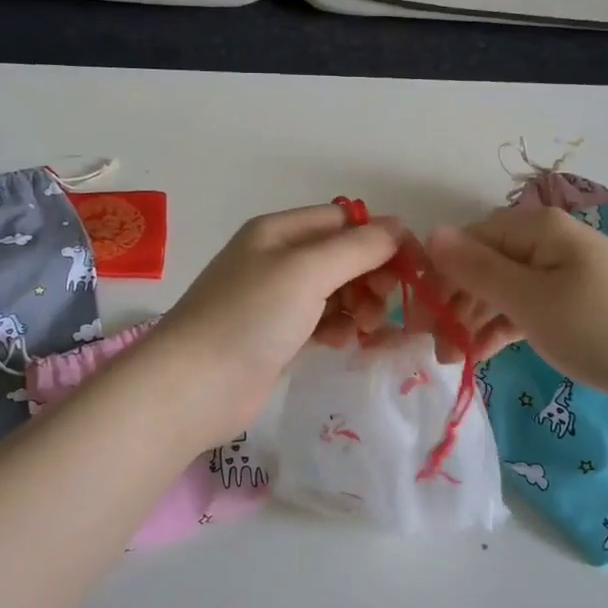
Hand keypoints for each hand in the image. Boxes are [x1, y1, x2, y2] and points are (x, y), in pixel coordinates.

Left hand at [147, 204, 400, 448]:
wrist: (194, 387)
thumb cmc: (250, 317)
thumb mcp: (307, 271)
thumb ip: (357, 248)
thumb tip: (398, 227)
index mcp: (279, 231)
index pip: (343, 220)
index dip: (380, 239)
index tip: (413, 267)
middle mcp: (276, 259)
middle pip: (342, 256)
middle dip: (371, 276)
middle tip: (387, 303)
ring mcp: (275, 300)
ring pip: (335, 291)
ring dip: (359, 305)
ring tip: (366, 327)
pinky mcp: (277, 337)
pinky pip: (321, 322)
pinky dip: (338, 328)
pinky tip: (341, 343)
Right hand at [425, 206, 607, 409]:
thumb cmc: (600, 326)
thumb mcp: (530, 299)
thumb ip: (476, 269)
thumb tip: (430, 233)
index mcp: (536, 229)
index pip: (469, 242)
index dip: (439, 276)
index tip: (418, 317)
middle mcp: (546, 243)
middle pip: (483, 266)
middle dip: (455, 303)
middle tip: (433, 347)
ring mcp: (561, 275)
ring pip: (501, 291)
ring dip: (473, 320)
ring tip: (453, 359)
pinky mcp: (571, 306)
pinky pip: (523, 310)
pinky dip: (501, 329)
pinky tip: (481, 353)